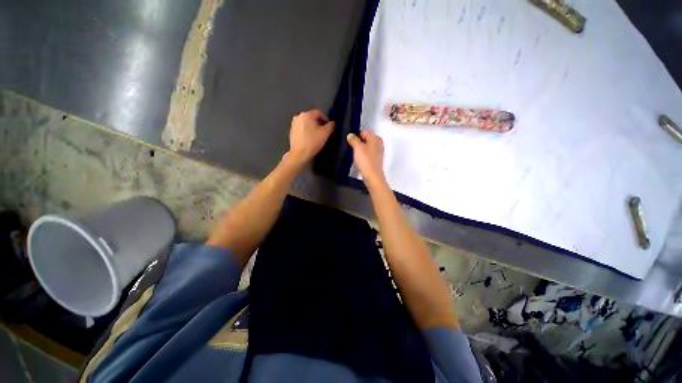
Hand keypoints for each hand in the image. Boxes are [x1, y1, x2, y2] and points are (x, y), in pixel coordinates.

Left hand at [287, 109, 334, 164]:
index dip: (326, 119)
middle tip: (324, 132)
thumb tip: (332, 123)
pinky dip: (306, 131)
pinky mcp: (291, 131)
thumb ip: (331, 126)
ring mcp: (293, 124)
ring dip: (313, 127)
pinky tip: (309, 139)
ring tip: (317, 136)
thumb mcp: (325, 133)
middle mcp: (299, 116)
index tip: (329, 127)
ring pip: (307, 123)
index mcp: (307, 114)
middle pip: (312, 117)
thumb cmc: (313, 142)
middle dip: (319, 123)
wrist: (299, 154)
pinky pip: (302, 128)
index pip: (319, 113)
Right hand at [346, 130, 386, 187]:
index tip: (349, 141)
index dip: (355, 135)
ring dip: (359, 149)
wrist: (372, 176)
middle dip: (357, 142)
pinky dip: (362, 155)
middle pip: (365, 139)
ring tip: (353, 154)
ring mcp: (378, 152)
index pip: (363, 131)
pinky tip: (358, 160)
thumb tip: (350, 135)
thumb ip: (353, 139)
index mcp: (375, 138)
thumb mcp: (357, 147)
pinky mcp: (375, 159)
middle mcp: (378, 143)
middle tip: (350, 147)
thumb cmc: (365, 160)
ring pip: (366, 146)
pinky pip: (367, 153)